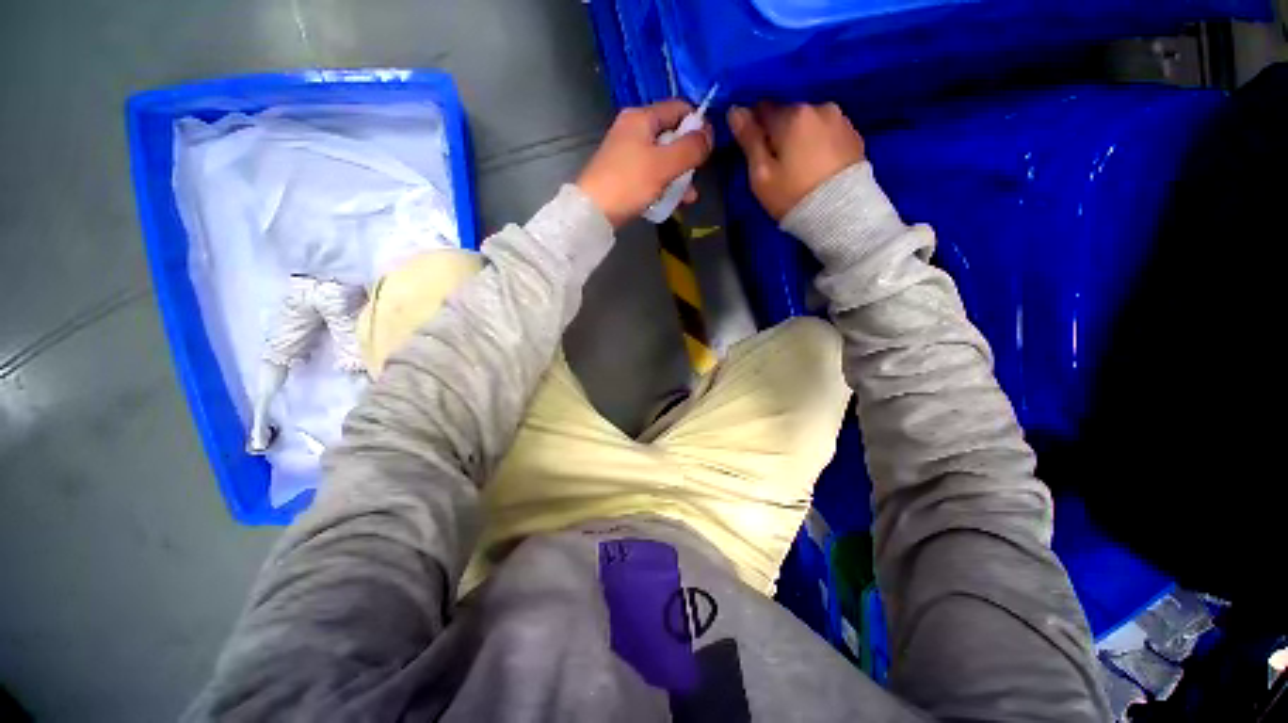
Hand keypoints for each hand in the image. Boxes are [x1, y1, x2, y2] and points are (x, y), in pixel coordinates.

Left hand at [577, 101, 713, 226]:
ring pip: (663, 158)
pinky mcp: (624, 173)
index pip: (679, 108)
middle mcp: (633, 129)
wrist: (593, 211)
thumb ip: (691, 148)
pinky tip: (672, 201)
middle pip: (671, 135)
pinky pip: (651, 173)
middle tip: (696, 177)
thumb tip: (709, 135)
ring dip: (678, 175)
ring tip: (689, 197)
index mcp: (642, 117)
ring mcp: (627, 152)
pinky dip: (663, 184)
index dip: (697, 125)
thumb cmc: (629, 183)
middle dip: (688, 157)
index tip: (707, 149)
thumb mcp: (664, 165)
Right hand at [728, 102, 865, 220]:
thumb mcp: (761, 174)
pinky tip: (817, 167)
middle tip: (777, 165)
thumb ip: (749, 140)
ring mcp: (840, 120)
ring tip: (799, 167)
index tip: (754, 152)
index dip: (754, 129)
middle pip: (788, 116)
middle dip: (779, 134)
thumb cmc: (793, 195)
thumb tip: (734, 111)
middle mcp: (818, 107)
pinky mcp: (854, 135)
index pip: (762, 109)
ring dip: (800, 138)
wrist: (840, 214)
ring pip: (809, 123)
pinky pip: (827, 133)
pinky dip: (819, 144)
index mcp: (792, 116)